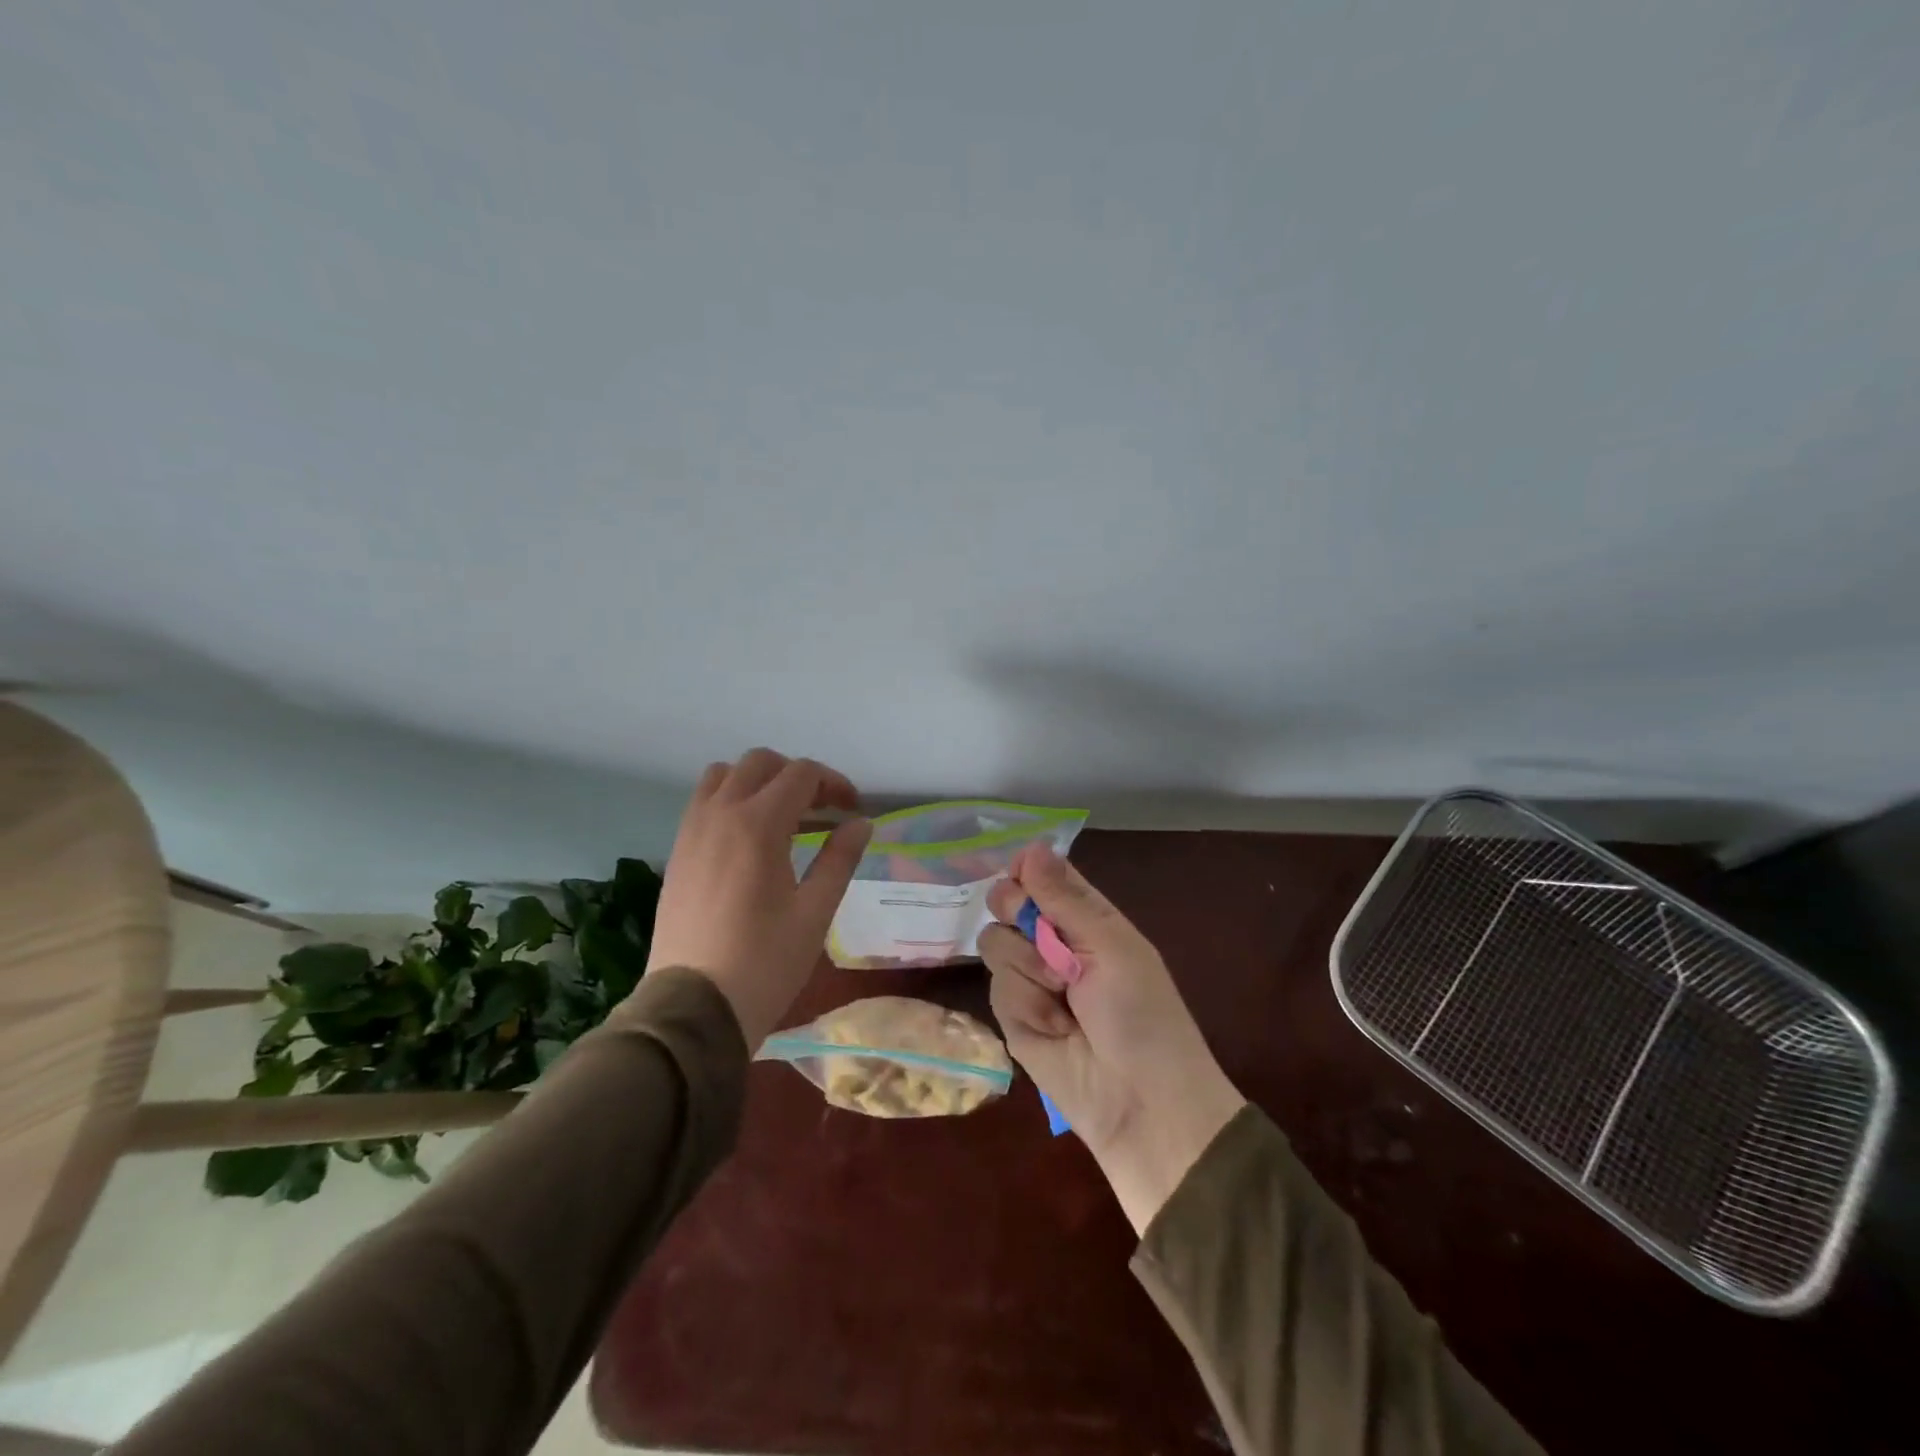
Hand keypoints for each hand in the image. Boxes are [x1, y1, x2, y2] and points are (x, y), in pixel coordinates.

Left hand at [643, 749, 871, 1047]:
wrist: (693, 1009)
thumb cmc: (765, 962)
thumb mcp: (815, 912)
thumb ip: (840, 858)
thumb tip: (860, 822)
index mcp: (758, 824)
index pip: (801, 774)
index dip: (834, 784)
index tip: (852, 811)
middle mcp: (720, 814)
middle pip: (761, 763)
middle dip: (797, 776)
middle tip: (821, 810)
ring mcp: (691, 831)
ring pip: (724, 775)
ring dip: (758, 782)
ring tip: (782, 817)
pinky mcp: (677, 852)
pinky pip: (703, 802)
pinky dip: (731, 801)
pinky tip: (749, 840)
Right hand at [978, 842, 1244, 1233]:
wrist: (1138, 1103)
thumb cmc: (1141, 1014)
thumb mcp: (1111, 945)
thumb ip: (1065, 898)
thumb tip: (1030, 845)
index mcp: (1085, 917)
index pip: (1042, 874)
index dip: (1027, 871)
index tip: (1024, 879)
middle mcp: (1052, 941)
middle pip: (1006, 901)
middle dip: (1019, 917)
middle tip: (1049, 944)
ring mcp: (1029, 977)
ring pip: (995, 942)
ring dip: (1029, 969)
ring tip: (1065, 1000)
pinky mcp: (1011, 1014)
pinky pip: (996, 987)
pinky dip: (1025, 1005)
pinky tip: (1053, 1028)